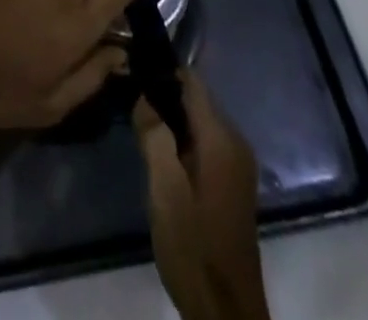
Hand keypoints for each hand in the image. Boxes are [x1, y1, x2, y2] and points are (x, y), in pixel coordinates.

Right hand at [135, 73, 269, 319]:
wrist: (226, 314)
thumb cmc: (193, 247)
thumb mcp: (164, 188)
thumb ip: (154, 134)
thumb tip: (145, 95)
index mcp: (221, 138)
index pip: (191, 81)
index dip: (161, 73)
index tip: (132, 73)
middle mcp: (235, 143)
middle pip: (195, 100)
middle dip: (163, 98)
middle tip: (130, 108)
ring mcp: (237, 166)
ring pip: (198, 123)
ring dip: (171, 122)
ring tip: (139, 131)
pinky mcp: (232, 185)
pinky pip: (205, 145)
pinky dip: (182, 143)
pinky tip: (160, 160)